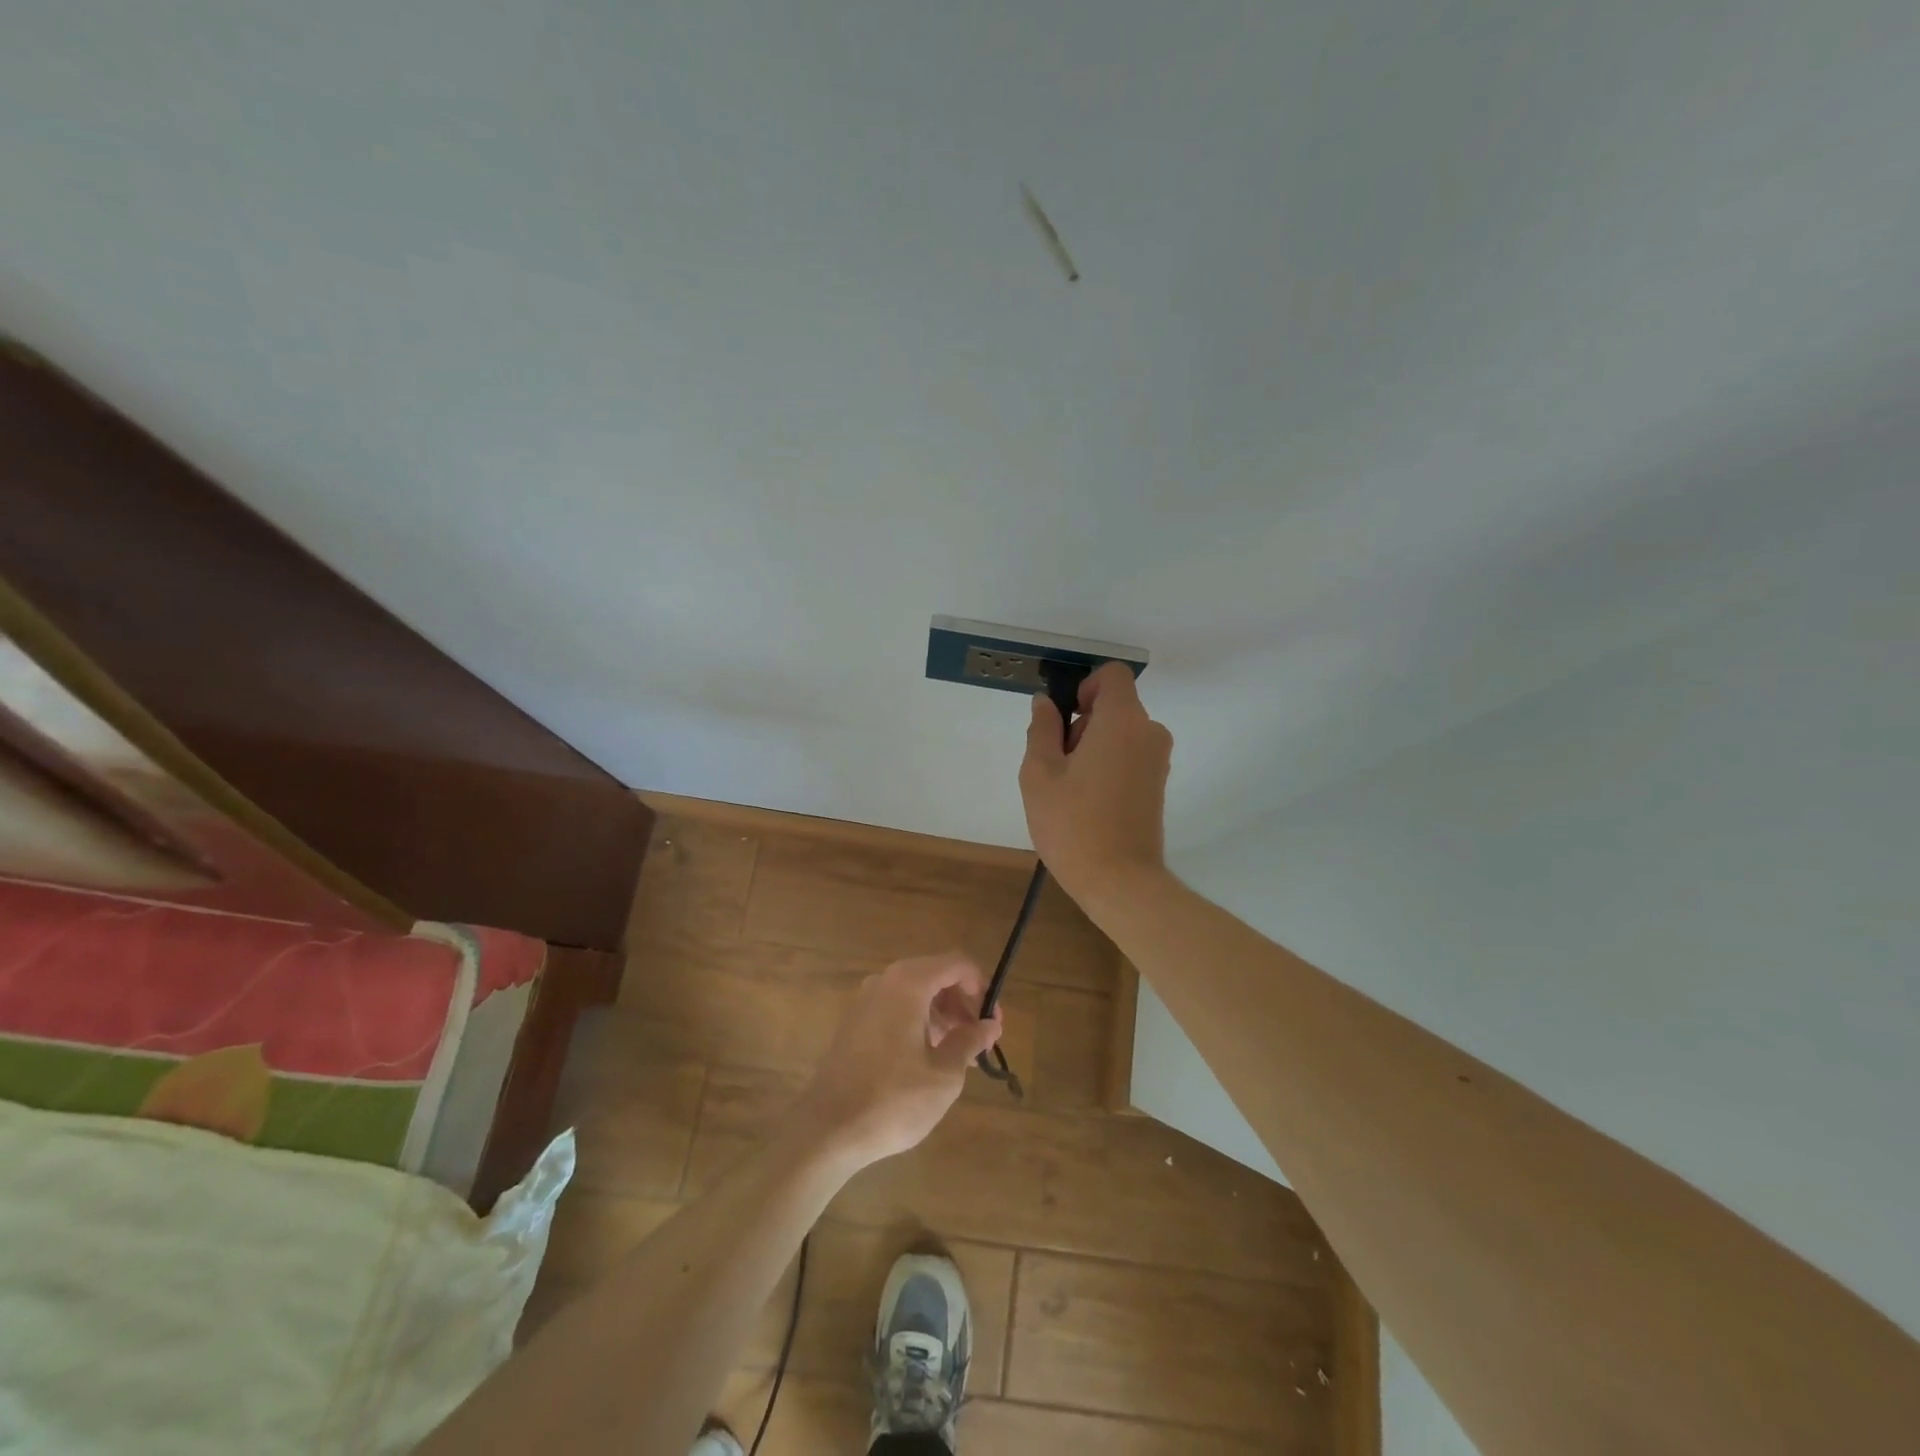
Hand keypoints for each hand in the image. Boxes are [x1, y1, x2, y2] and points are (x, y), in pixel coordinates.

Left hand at [788, 952, 1003, 1169]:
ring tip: (959, 1053)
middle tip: (980, 1038)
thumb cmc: (894, 1099)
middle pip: (935, 975)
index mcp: (908, 983)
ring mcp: (865, 1001)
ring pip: (915, 993)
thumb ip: (970, 1041)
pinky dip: (918, 1022)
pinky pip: (895, 1008)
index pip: (956, 964)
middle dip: (962, 1002)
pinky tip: (929, 1057)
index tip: (993, 1019)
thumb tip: (990, 1025)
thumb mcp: (944, 1074)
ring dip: (942, 1014)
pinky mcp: (854, 1023)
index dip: (981, 985)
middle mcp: (884, 981)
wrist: (829, 1130)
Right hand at [1020, 661, 1173, 904]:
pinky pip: (1130, 755)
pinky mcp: (1158, 784)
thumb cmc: (1072, 824)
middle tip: (1058, 765)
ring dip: (1094, 746)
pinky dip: (1109, 764)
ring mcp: (1158, 761)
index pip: (1113, 675)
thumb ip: (1042, 729)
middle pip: (1115, 706)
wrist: (1119, 881)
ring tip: (1070, 788)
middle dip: (1083, 723)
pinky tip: (1089, 801)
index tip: (1065, 719)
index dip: (1085, 687)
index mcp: (1123, 721)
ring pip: (1121, 732)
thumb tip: (1046, 703)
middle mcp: (1149, 732)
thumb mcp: (1040, 773)